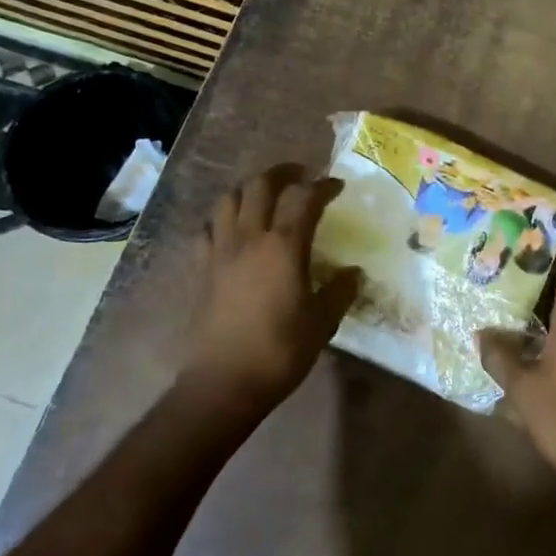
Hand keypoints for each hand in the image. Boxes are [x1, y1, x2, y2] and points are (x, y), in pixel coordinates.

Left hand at [187, 164, 360, 410]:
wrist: (224, 382)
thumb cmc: (280, 351)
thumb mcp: (322, 322)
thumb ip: (340, 291)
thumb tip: (353, 273)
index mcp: (284, 246)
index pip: (304, 197)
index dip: (323, 186)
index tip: (337, 187)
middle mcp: (250, 238)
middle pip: (260, 185)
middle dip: (283, 173)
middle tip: (301, 176)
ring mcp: (221, 252)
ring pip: (229, 199)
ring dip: (249, 189)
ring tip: (266, 196)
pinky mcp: (202, 270)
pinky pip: (208, 230)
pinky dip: (222, 220)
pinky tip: (232, 231)